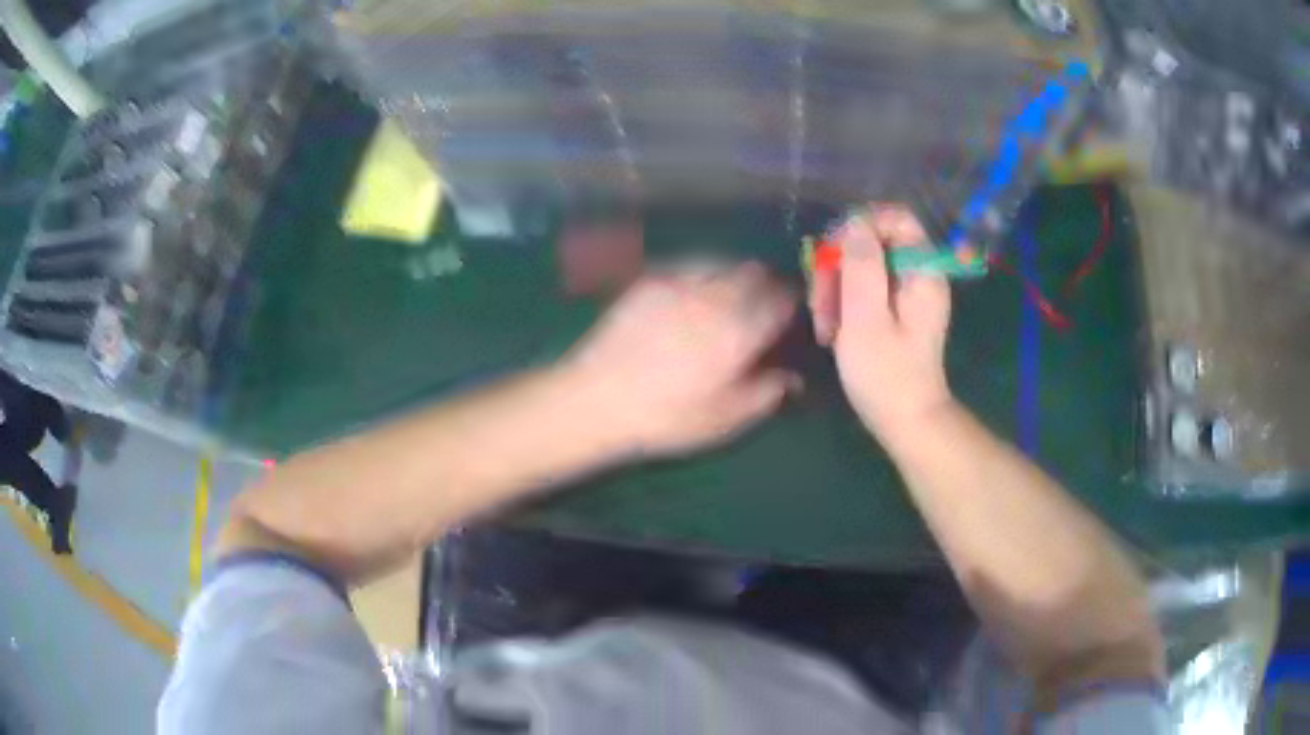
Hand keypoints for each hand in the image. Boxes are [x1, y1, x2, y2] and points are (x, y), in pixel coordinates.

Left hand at [562, 261, 799, 457]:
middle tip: (765, 305)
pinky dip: (704, 274)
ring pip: (724, 263)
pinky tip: (693, 296)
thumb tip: (795, 377)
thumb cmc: (667, 417)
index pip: (783, 300)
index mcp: (741, 330)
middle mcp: (716, 296)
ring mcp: (680, 283)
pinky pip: (690, 266)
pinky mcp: (650, 281)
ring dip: (737, 275)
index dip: (794, 305)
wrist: (597, 399)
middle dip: (768, 285)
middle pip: (756, 273)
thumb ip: (767, 393)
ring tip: (732, 296)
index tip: (792, 316)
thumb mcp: (725, 419)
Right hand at [809, 205, 953, 444]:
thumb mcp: (866, 318)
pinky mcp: (894, 312)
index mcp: (922, 271)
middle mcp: (918, 275)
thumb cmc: (887, 375)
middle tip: (821, 303)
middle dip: (840, 266)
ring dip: (835, 290)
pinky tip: (833, 331)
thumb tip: (854, 224)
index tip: (833, 254)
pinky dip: (844, 305)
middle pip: (873, 242)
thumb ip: (861, 265)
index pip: (896, 218)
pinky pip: (864, 290)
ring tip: (825, 326)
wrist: (906, 422)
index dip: (861, 226)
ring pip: (862, 267)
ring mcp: (906, 294)